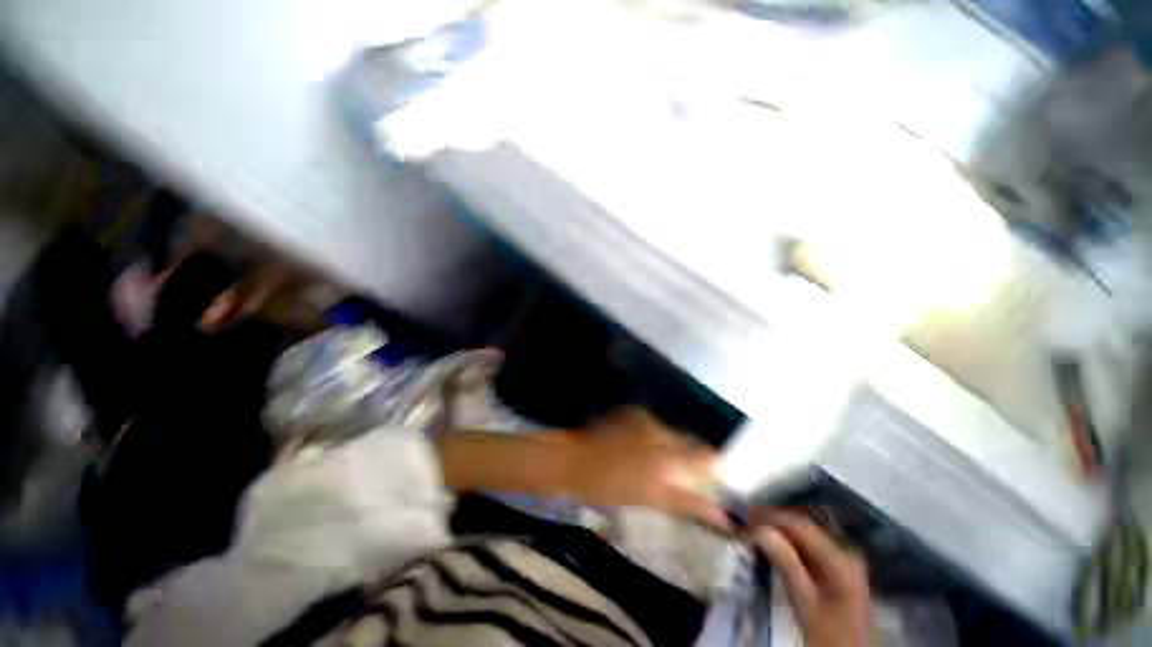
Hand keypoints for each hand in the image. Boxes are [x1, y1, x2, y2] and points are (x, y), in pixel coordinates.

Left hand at [568, 408, 726, 527]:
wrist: (573, 460)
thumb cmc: (608, 488)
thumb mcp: (648, 499)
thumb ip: (686, 503)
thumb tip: (722, 516)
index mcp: (665, 460)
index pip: (704, 457)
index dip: (713, 464)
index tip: (716, 472)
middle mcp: (659, 434)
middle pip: (688, 442)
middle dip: (689, 455)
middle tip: (678, 469)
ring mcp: (644, 419)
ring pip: (669, 432)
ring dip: (668, 444)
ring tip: (651, 457)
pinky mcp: (632, 412)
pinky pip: (652, 423)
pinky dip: (651, 433)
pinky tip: (637, 443)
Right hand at [754, 511, 871, 646]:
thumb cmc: (829, 636)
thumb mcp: (805, 603)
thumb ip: (785, 564)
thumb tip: (758, 529)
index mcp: (840, 558)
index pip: (797, 523)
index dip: (767, 515)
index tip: (741, 515)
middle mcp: (845, 550)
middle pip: (801, 524)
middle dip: (770, 519)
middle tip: (743, 520)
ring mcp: (843, 558)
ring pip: (803, 532)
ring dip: (776, 528)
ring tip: (750, 527)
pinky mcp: (837, 567)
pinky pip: (807, 543)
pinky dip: (786, 540)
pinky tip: (770, 542)